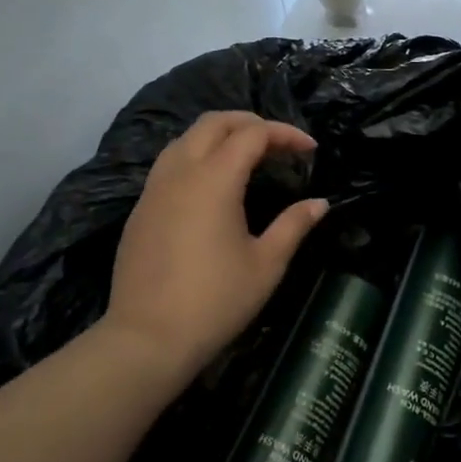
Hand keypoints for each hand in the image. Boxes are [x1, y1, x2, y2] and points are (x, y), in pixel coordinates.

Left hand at [100, 111, 327, 393]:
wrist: (148, 338)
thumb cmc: (215, 301)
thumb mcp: (266, 264)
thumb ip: (294, 225)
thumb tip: (319, 203)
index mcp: (214, 179)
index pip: (253, 134)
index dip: (285, 134)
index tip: (310, 149)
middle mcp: (180, 172)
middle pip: (214, 122)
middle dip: (250, 123)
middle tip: (279, 143)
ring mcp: (154, 189)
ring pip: (186, 138)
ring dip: (219, 135)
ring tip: (247, 156)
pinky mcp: (140, 209)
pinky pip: (169, 163)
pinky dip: (196, 156)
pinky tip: (212, 184)